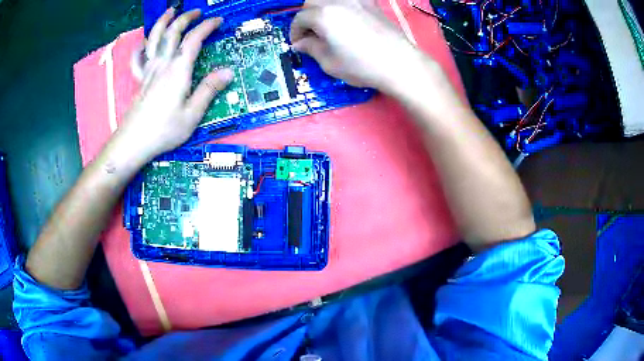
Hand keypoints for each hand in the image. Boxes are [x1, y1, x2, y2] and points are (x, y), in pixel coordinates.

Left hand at [119, 8, 232, 164]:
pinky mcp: (140, 79)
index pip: (193, 39)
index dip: (206, 26)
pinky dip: (141, 47)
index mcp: (178, 70)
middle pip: (172, 32)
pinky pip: (138, 59)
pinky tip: (143, 43)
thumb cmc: (164, 130)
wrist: (133, 142)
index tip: (217, 21)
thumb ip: (209, 89)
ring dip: (162, 22)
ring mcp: (149, 70)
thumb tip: (228, 71)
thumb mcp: (192, 114)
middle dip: (186, 18)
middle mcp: (162, 64)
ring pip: (154, 39)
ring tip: (170, 12)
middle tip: (197, 12)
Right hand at [290, 0, 426, 91]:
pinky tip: (346, 18)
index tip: (298, 44)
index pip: (299, 19)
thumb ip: (311, 48)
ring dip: (322, 9)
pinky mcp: (370, 3)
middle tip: (310, 34)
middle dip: (306, 17)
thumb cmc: (362, 66)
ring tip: (326, 25)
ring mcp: (356, 0)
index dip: (295, 32)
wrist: (400, 63)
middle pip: (311, 3)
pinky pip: (349, 0)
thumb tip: (300, 43)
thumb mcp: (329, 62)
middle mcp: (337, 2)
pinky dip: (341, 6)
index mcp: (323, 15)